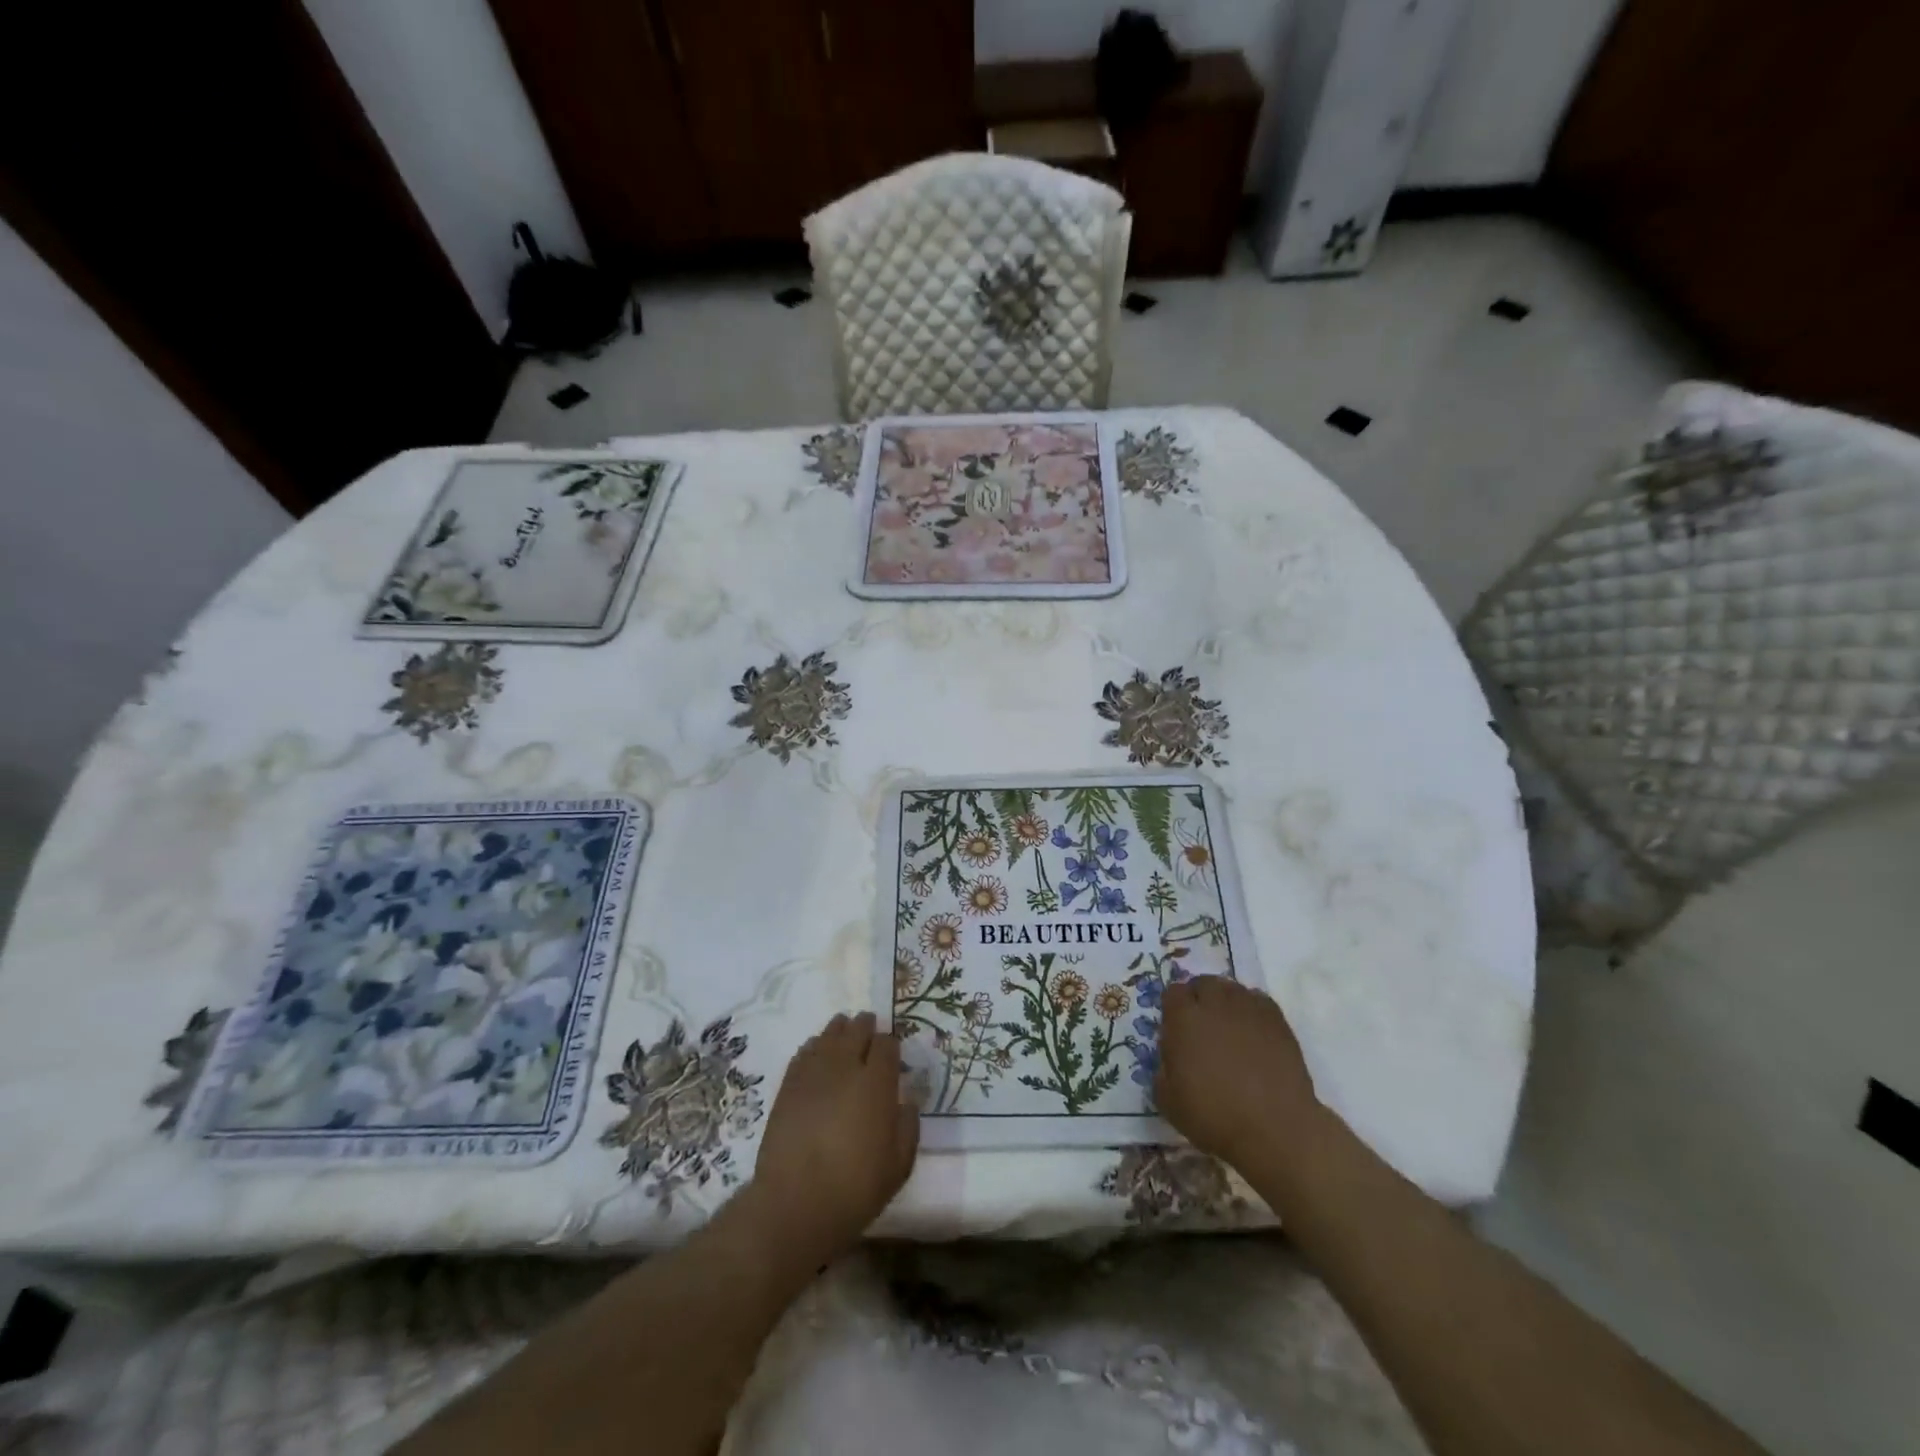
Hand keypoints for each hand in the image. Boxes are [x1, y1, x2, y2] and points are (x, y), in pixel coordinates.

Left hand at [748, 1012, 918, 1259]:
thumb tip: (907, 1102)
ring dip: (839, 1030)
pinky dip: (814, 1046)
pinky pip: (804, 1052)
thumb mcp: (899, 1166)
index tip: (892, 1051)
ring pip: (828, 1036)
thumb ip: (908, 1127)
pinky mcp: (788, 1086)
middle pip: (856, 1031)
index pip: (886, 1045)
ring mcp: (813, 1073)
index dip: (890, 1044)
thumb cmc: (854, 1188)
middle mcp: (845, 1067)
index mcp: (876, 1083)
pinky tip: (816, 1049)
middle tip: (869, 1026)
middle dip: (865, 1026)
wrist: (794, 1204)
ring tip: (843, 1028)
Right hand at [1155, 976, 1320, 1167]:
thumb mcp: (1168, 1101)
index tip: (1175, 1029)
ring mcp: (1249, 1009)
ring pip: (1232, 989)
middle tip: (1202, 1026)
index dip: (1173, 1008)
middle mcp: (1215, 1004)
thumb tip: (1169, 1061)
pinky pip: (1258, 1001)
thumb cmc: (1215, 1116)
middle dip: (1199, 998)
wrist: (1275, 1129)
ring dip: (1225, 1002)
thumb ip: (1161, 1071)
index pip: (1172, 992)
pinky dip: (1251, 1010)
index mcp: (1183, 1018)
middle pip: (1203, 983)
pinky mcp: (1278, 1021)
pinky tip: (1253, 1033)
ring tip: (1229, 1028)